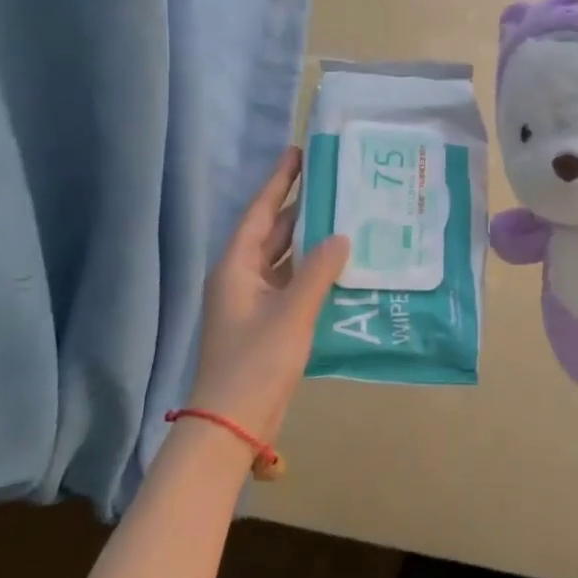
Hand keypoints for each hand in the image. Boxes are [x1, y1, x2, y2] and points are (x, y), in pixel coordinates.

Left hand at [187, 148, 348, 442]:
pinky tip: (341, 263)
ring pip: (285, 259)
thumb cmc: (256, 362)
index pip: (261, 213)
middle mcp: (242, 277)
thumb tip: (341, 236)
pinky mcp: (268, 322)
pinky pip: (293, 283)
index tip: (300, 153)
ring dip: (311, 240)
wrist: (232, 424)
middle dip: (301, 207)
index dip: (280, 182)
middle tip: (334, 181)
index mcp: (236, 267)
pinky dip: (314, 271)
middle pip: (273, 232)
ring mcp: (255, 301)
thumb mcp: (292, 313)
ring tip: (345, 215)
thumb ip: (318, 271)